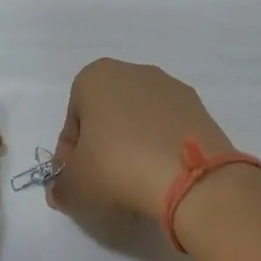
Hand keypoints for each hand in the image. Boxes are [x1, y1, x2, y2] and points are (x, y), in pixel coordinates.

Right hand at [49, 59, 234, 223]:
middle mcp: (134, 71)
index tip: (77, 179)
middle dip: (103, 145)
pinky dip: (162, 148)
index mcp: (96, 76)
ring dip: (134, 146)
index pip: (73, 119)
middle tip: (104, 181)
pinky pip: (169, 129)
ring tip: (137, 183)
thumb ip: (60, 185)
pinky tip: (163, 176)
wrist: (190, 176)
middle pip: (108, 115)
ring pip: (141, 120)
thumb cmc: (116, 167)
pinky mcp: (200, 108)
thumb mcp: (73, 185)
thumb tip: (63, 189)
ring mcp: (172, 87)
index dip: (71, 153)